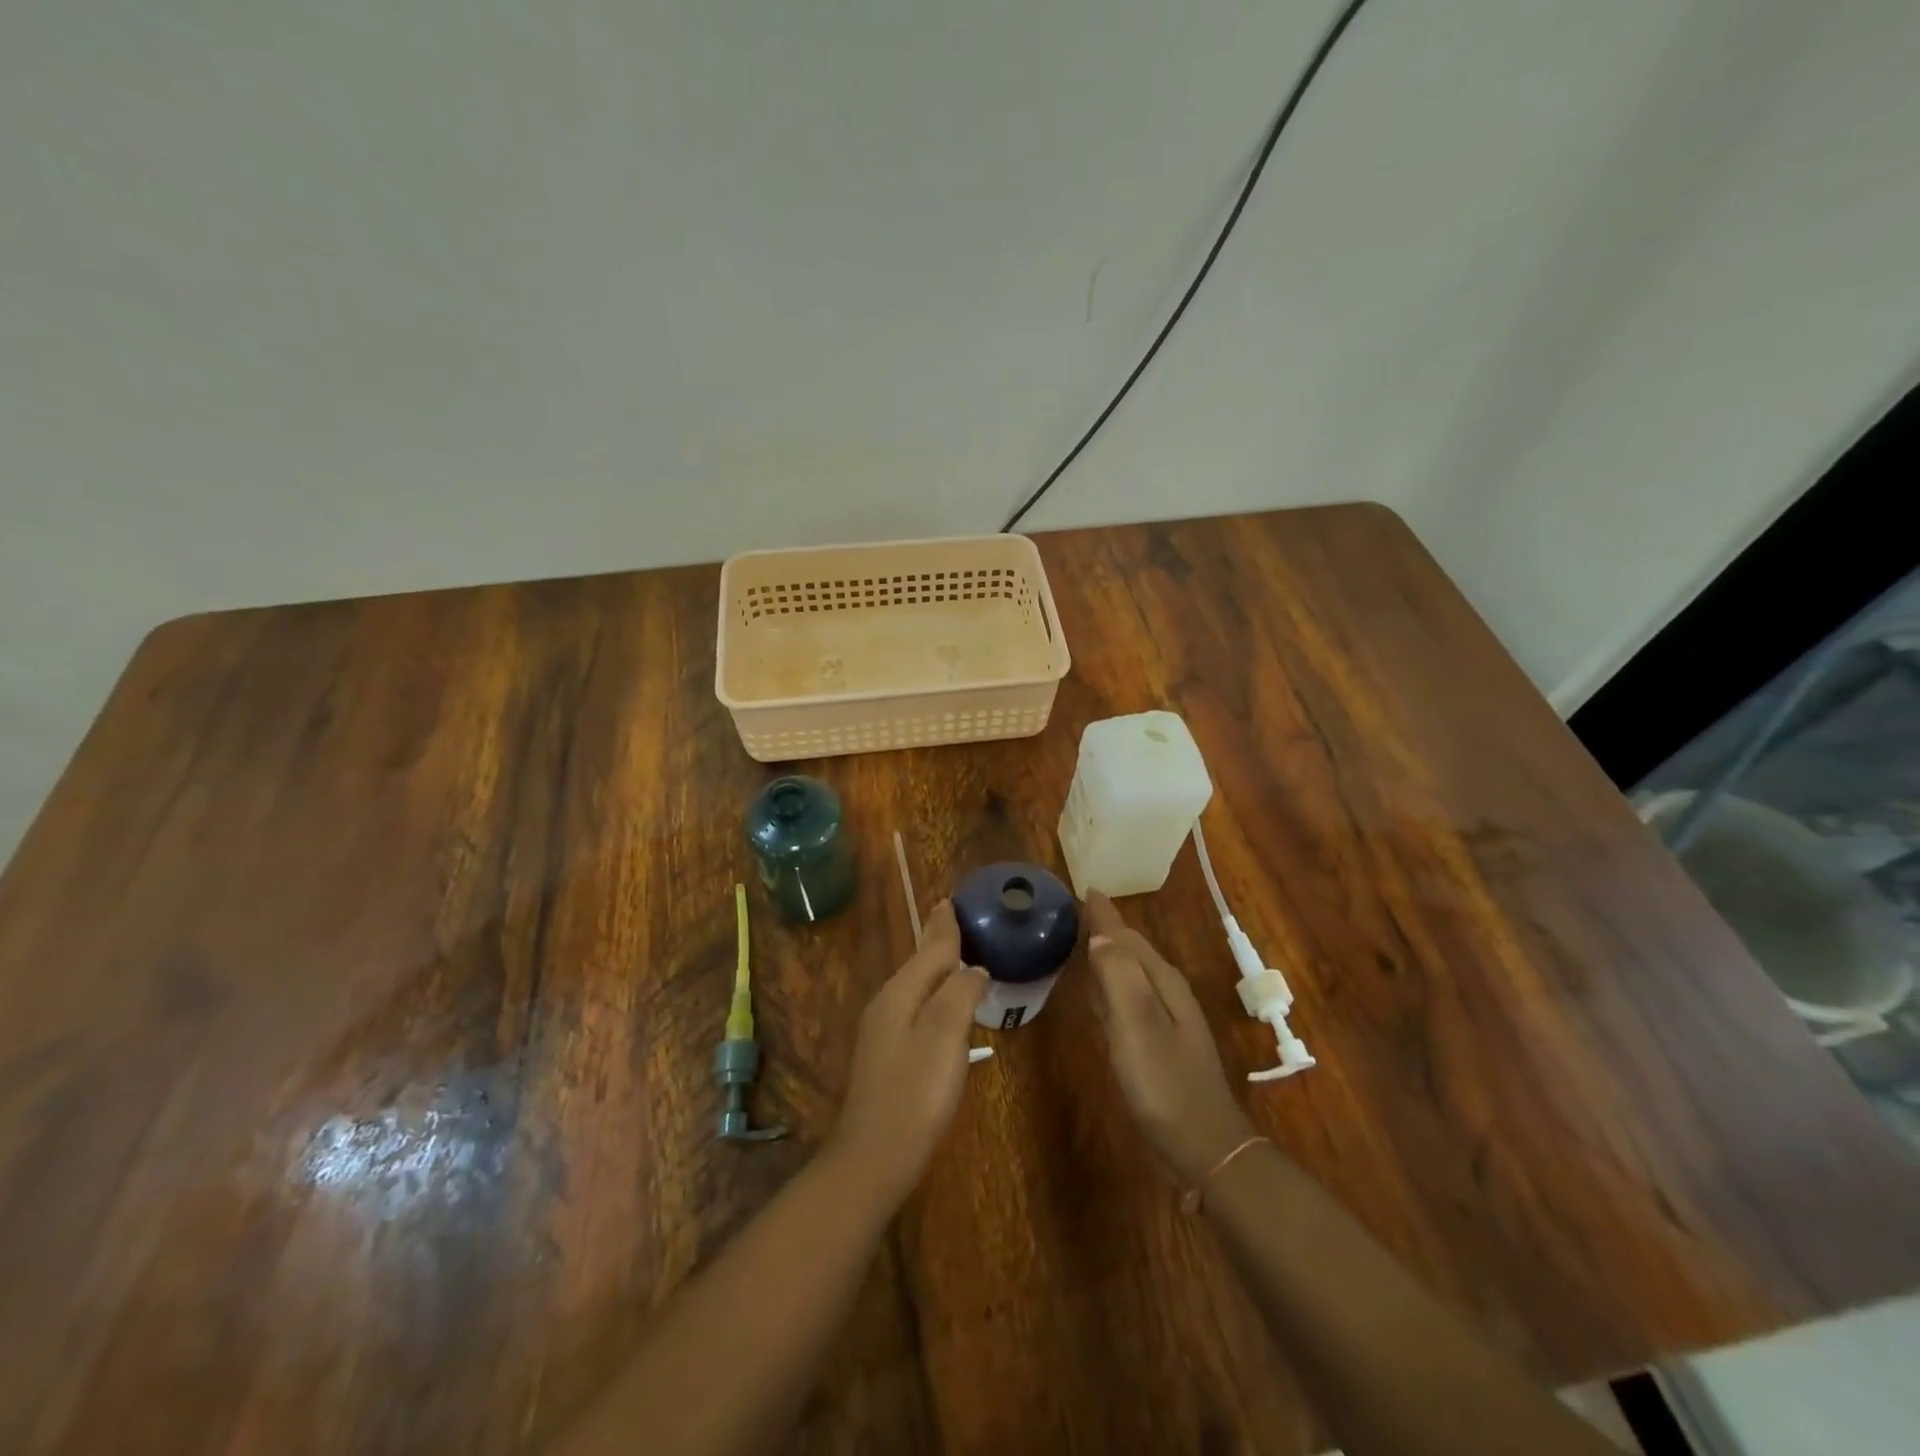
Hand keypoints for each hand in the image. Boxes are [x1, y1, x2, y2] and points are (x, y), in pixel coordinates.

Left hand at [829, 900, 987, 1205]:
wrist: (874, 1157)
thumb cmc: (915, 1093)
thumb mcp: (944, 1037)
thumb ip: (959, 994)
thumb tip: (973, 967)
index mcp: (899, 994)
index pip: (929, 950)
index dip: (944, 927)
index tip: (950, 901)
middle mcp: (886, 1005)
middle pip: (918, 963)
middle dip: (935, 939)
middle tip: (948, 914)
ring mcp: (882, 1033)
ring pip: (914, 985)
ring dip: (934, 965)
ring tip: (952, 950)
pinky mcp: (888, 1057)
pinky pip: (914, 1007)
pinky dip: (931, 992)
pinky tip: (941, 1003)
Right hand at [1086, 892, 1254, 1186]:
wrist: (1203, 1147)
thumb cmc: (1165, 1084)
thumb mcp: (1137, 1026)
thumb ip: (1118, 977)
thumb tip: (1099, 937)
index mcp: (1161, 982)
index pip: (1126, 936)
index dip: (1103, 914)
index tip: (1084, 889)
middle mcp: (1165, 993)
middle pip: (1130, 950)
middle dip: (1105, 928)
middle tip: (1077, 910)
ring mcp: (1164, 1020)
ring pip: (1129, 973)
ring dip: (1107, 954)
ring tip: (1083, 939)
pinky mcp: (1156, 1045)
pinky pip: (1126, 999)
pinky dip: (1109, 986)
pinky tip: (1097, 992)